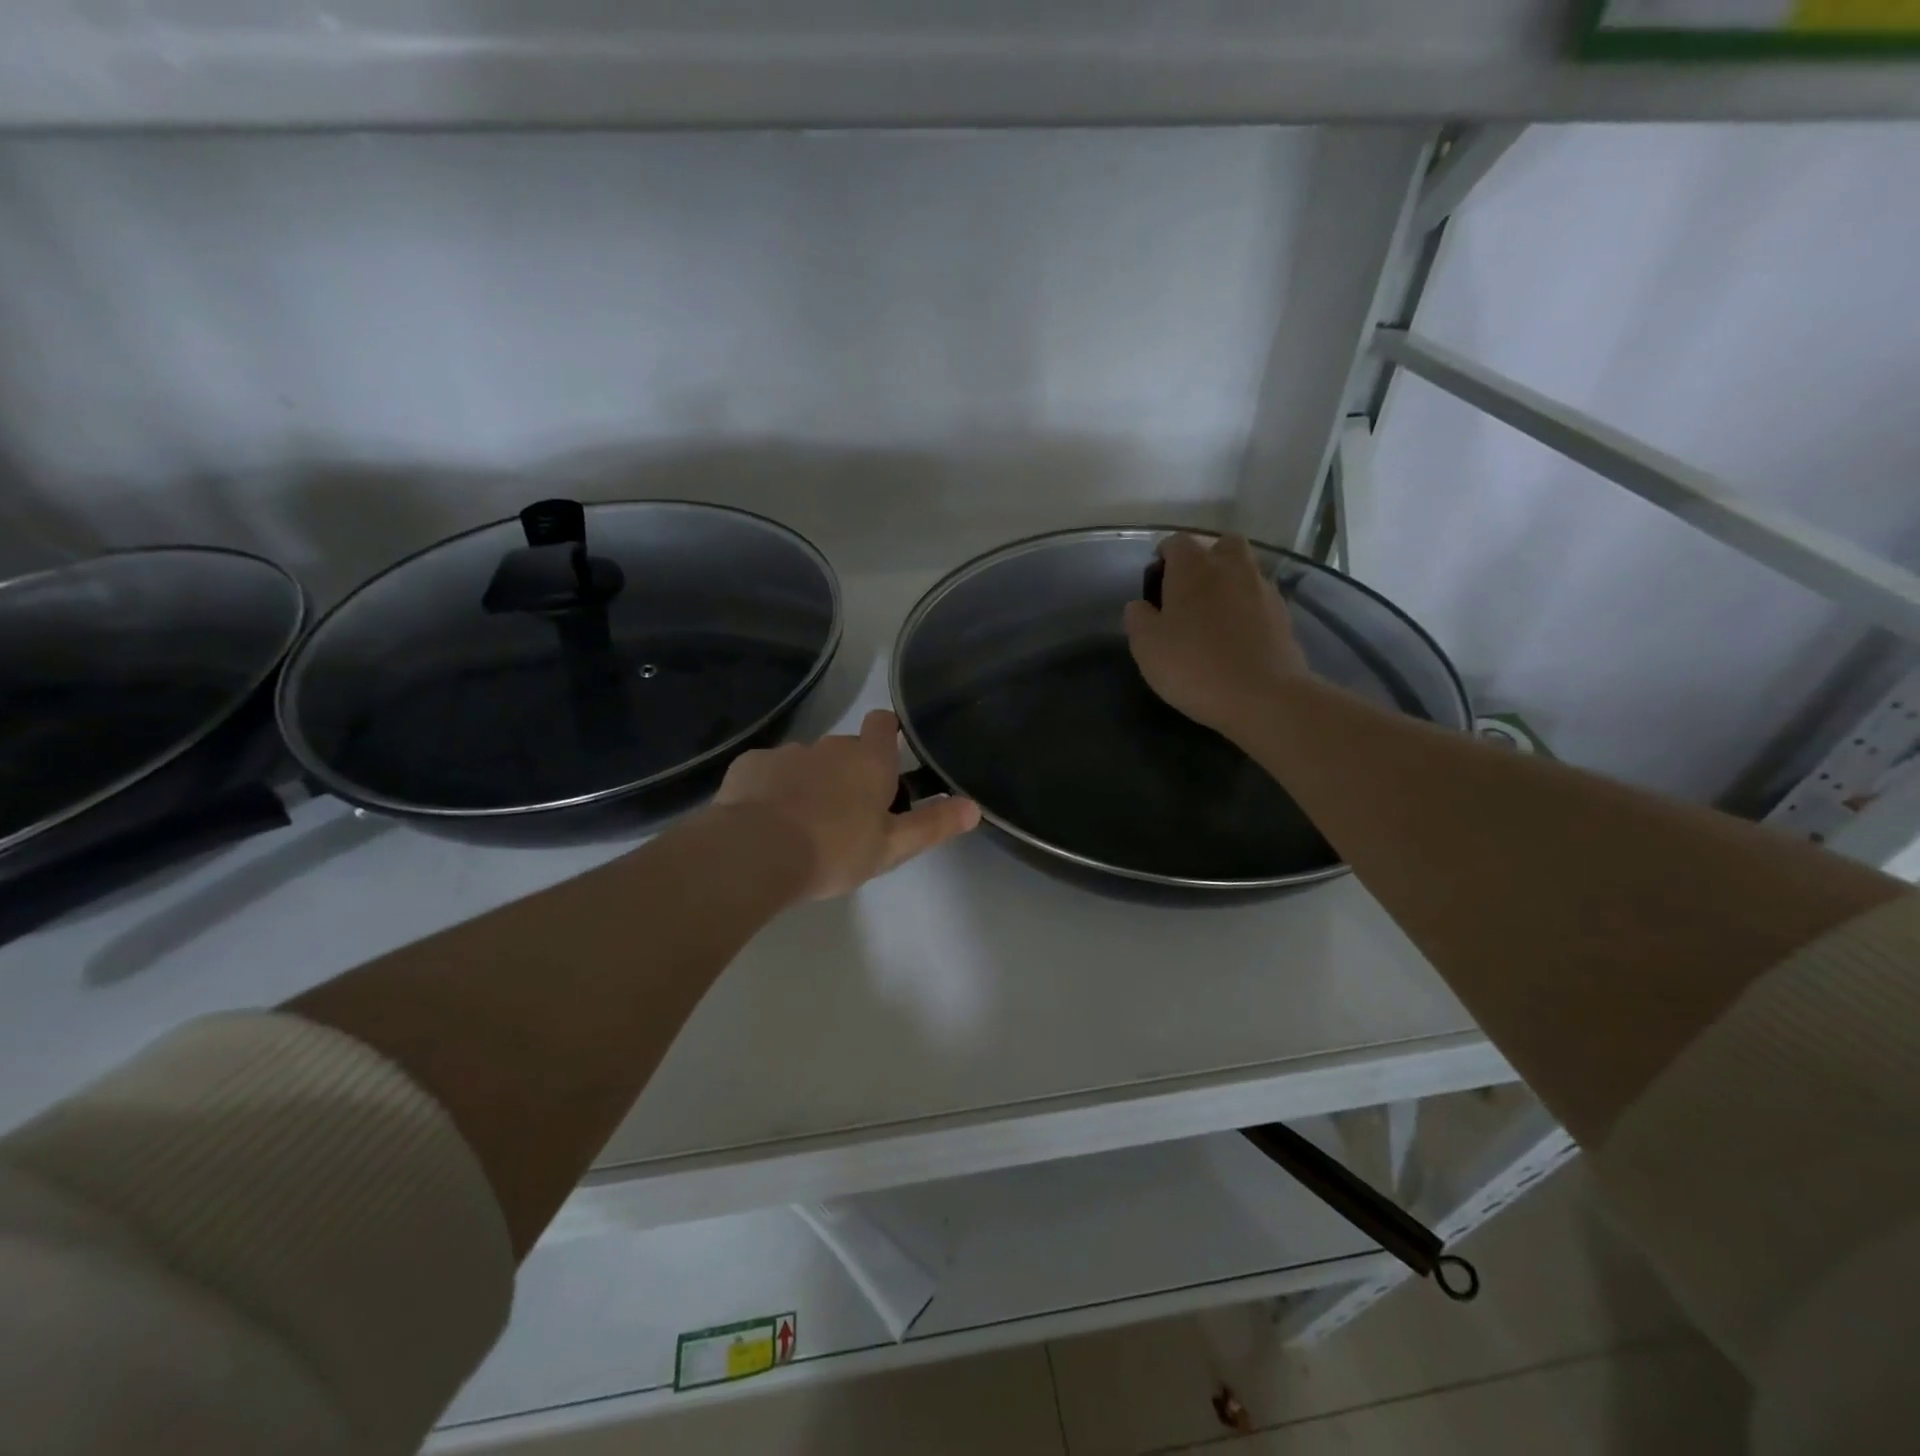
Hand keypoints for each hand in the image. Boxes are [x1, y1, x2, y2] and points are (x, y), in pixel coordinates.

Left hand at [712, 709, 980, 899]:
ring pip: (806, 761)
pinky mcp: (750, 766)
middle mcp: (830, 746)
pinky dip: (772, 788)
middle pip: (845, 747)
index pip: (883, 723)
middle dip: (849, 770)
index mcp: (868, 761)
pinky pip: (768, 772)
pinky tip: (766, 818)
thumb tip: (974, 806)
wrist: (757, 852)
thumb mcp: (892, 847)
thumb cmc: (835, 849)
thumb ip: (933, 824)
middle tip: (849, 812)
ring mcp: (787, 753)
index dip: (888, 733)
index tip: (889, 754)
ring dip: (810, 781)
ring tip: (803, 821)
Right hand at [1123, 533, 1309, 738]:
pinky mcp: (1283, 614)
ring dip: (1228, 584)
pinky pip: (1258, 598)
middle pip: (1220, 546)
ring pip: (1243, 571)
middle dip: (1204, 561)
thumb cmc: (1193, 665)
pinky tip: (1236, 636)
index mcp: (1193, 566)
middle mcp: (1232, 566)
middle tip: (1189, 593)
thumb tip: (1140, 605)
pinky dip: (1246, 608)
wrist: (1263, 697)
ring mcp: (1263, 588)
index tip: (1155, 584)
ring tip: (1213, 618)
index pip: (1176, 543)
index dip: (1163, 558)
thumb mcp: (1146, 646)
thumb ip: (1138, 618)